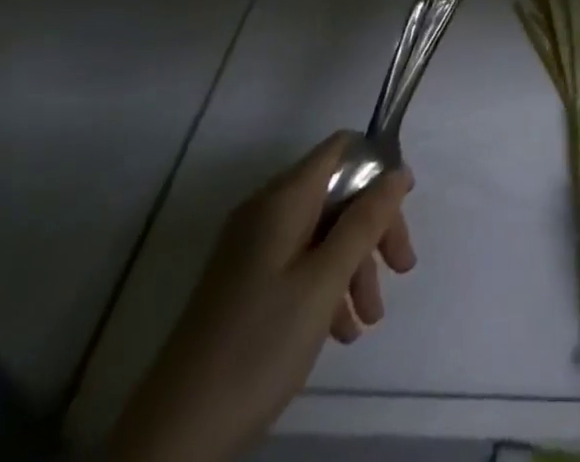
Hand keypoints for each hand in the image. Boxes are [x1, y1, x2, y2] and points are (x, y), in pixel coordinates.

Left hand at [101, 134, 416, 461]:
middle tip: (401, 268)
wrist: (174, 436)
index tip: (405, 205)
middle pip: (336, 193)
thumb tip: (398, 172)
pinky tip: (341, 331)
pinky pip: (300, 263)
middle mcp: (266, 212)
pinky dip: (327, 286)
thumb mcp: (324, 281)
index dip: (377, 166)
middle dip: (373, 226)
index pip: (341, 148)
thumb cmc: (258, 345)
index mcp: (282, 199)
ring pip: (322, 232)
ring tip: (369, 319)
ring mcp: (253, 249)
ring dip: (354, 265)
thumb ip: (365, 222)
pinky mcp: (246, 284)